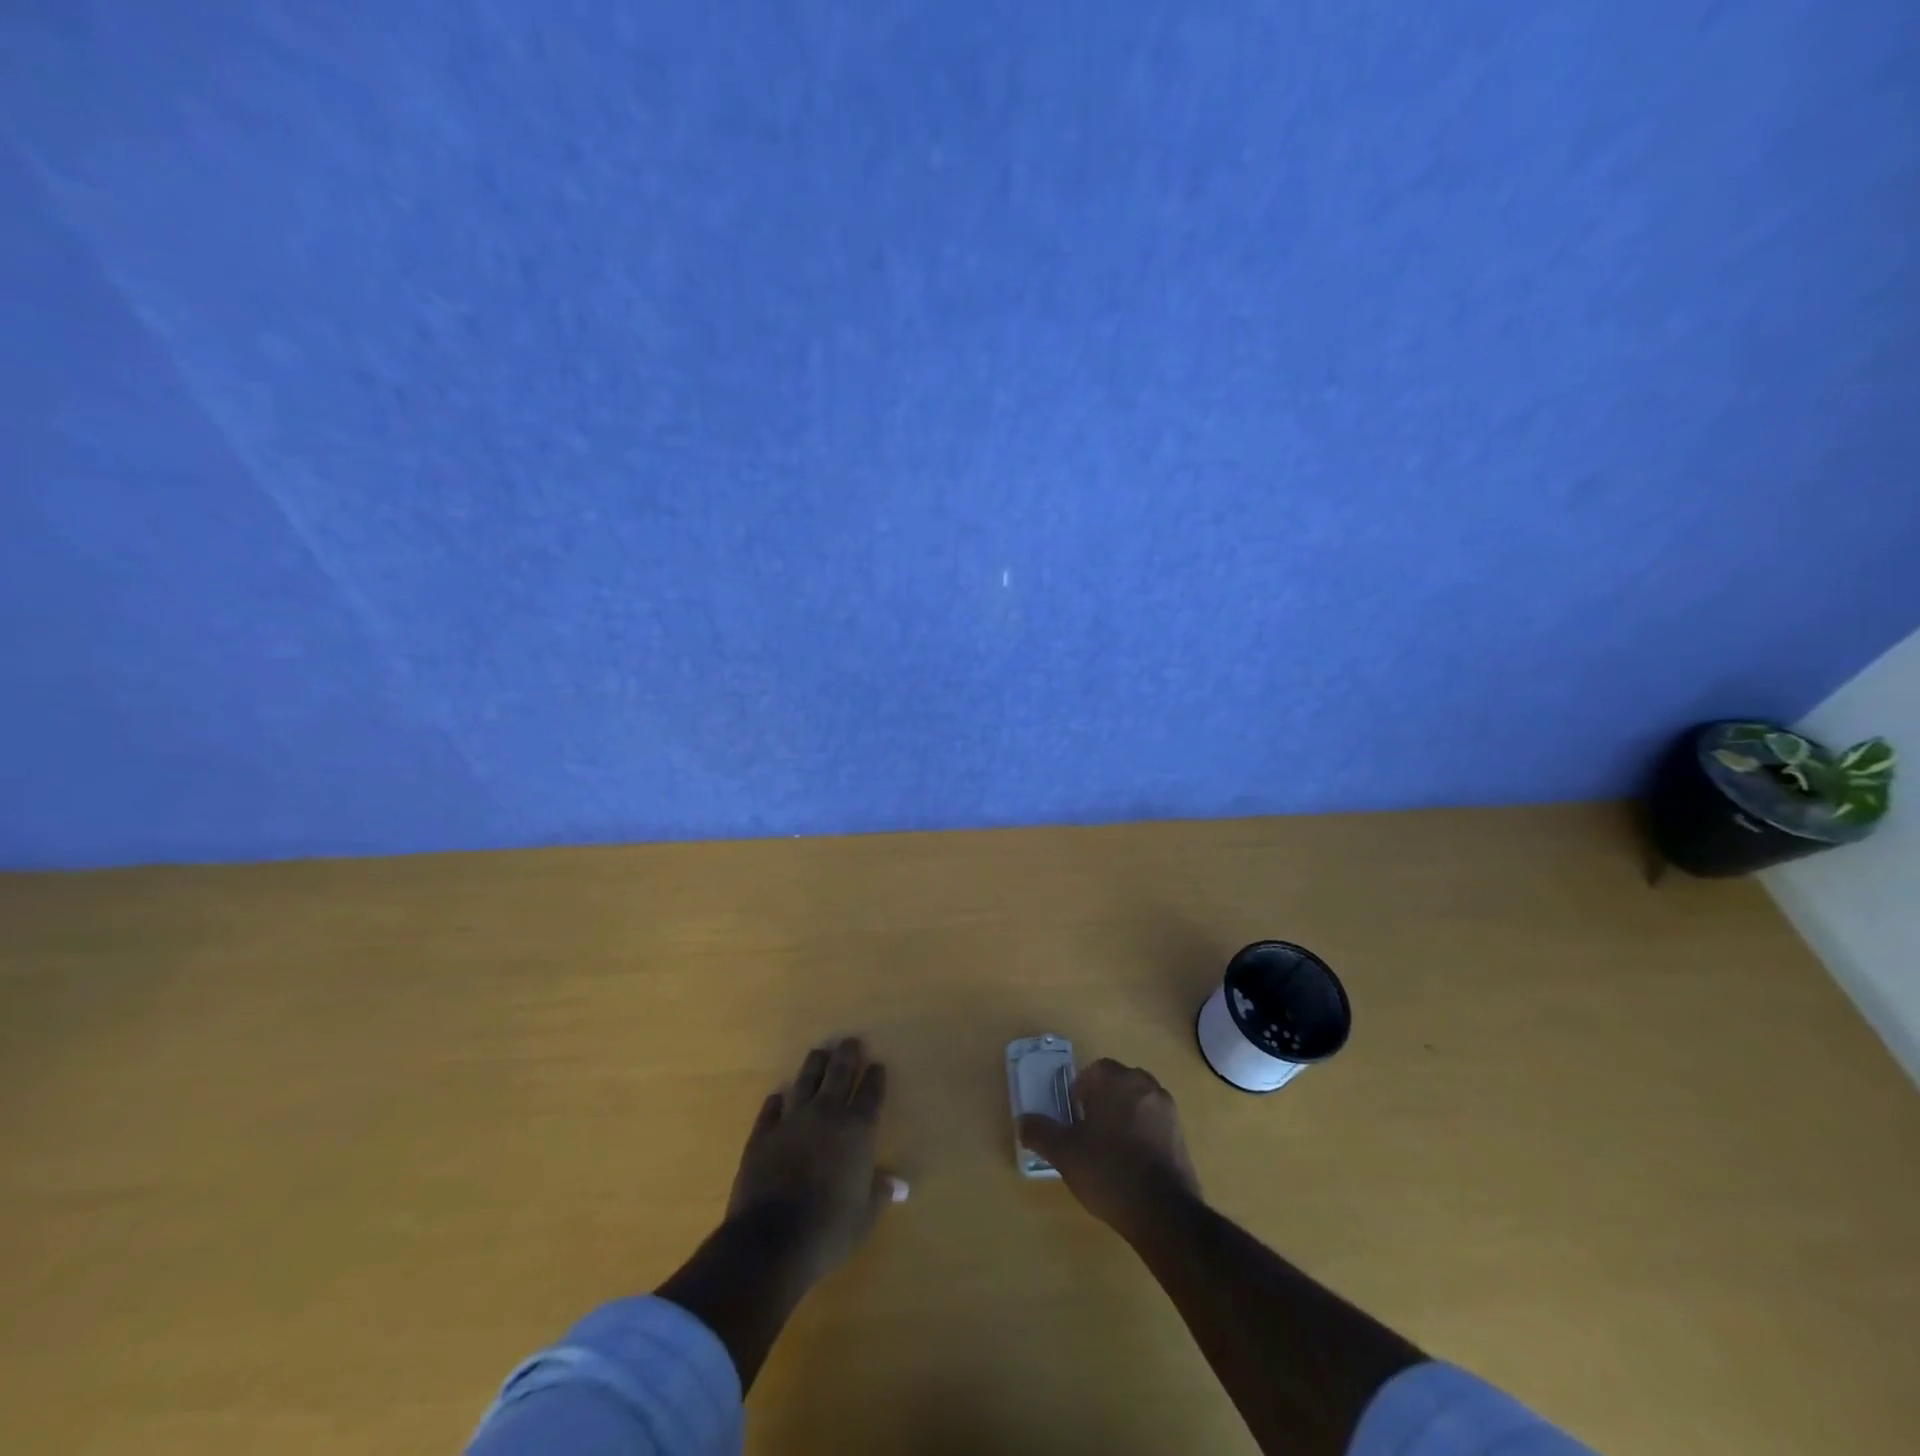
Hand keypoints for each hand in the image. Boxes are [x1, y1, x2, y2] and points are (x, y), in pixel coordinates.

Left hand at [726, 1037, 901, 1284]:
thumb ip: (879, 1194)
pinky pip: (772, 1109)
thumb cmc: (829, 1230)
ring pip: (806, 1081)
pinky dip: (777, 1100)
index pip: (871, 1094)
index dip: (875, 1078)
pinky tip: (779, 1095)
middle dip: (847, 1055)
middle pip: (839, 1074)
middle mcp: (827, 1114)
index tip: (877, 1065)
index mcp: (857, 1130)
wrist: (772, 1240)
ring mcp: (792, 1120)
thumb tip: (897, 1184)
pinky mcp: (763, 1134)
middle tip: (850, 1041)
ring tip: (820, 1052)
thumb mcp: (864, 1217)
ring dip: (815, 1065)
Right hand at [1019, 1058, 1200, 1240]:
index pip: (1095, 1070)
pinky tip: (1132, 1164)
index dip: (1080, 1090)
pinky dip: (1142, 1134)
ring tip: (1110, 1149)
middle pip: (1119, 1083)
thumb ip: (1041, 1132)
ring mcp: (1168, 1110)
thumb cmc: (1108, 1171)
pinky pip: (1155, 1124)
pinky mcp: (1181, 1136)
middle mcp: (1145, 1086)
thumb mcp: (1065, 1153)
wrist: (1163, 1212)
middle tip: (1088, 1130)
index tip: (1073, 1115)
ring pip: (1138, 1102)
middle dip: (1103, 1100)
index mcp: (1117, 1080)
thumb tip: (1023, 1121)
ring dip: (1124, 1116)